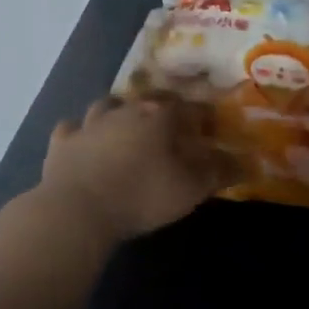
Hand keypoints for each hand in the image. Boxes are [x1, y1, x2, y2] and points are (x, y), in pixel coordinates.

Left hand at [39, 95, 233, 245]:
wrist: (77, 209)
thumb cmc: (142, 195)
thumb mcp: (190, 189)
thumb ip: (218, 172)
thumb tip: (246, 161)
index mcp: (159, 116)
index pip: (188, 107)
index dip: (201, 115)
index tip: (210, 125)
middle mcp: (125, 110)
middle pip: (147, 99)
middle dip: (161, 107)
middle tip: (169, 121)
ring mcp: (89, 123)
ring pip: (106, 105)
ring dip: (117, 111)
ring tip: (124, 123)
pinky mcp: (61, 143)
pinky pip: (71, 128)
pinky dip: (79, 132)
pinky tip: (82, 139)